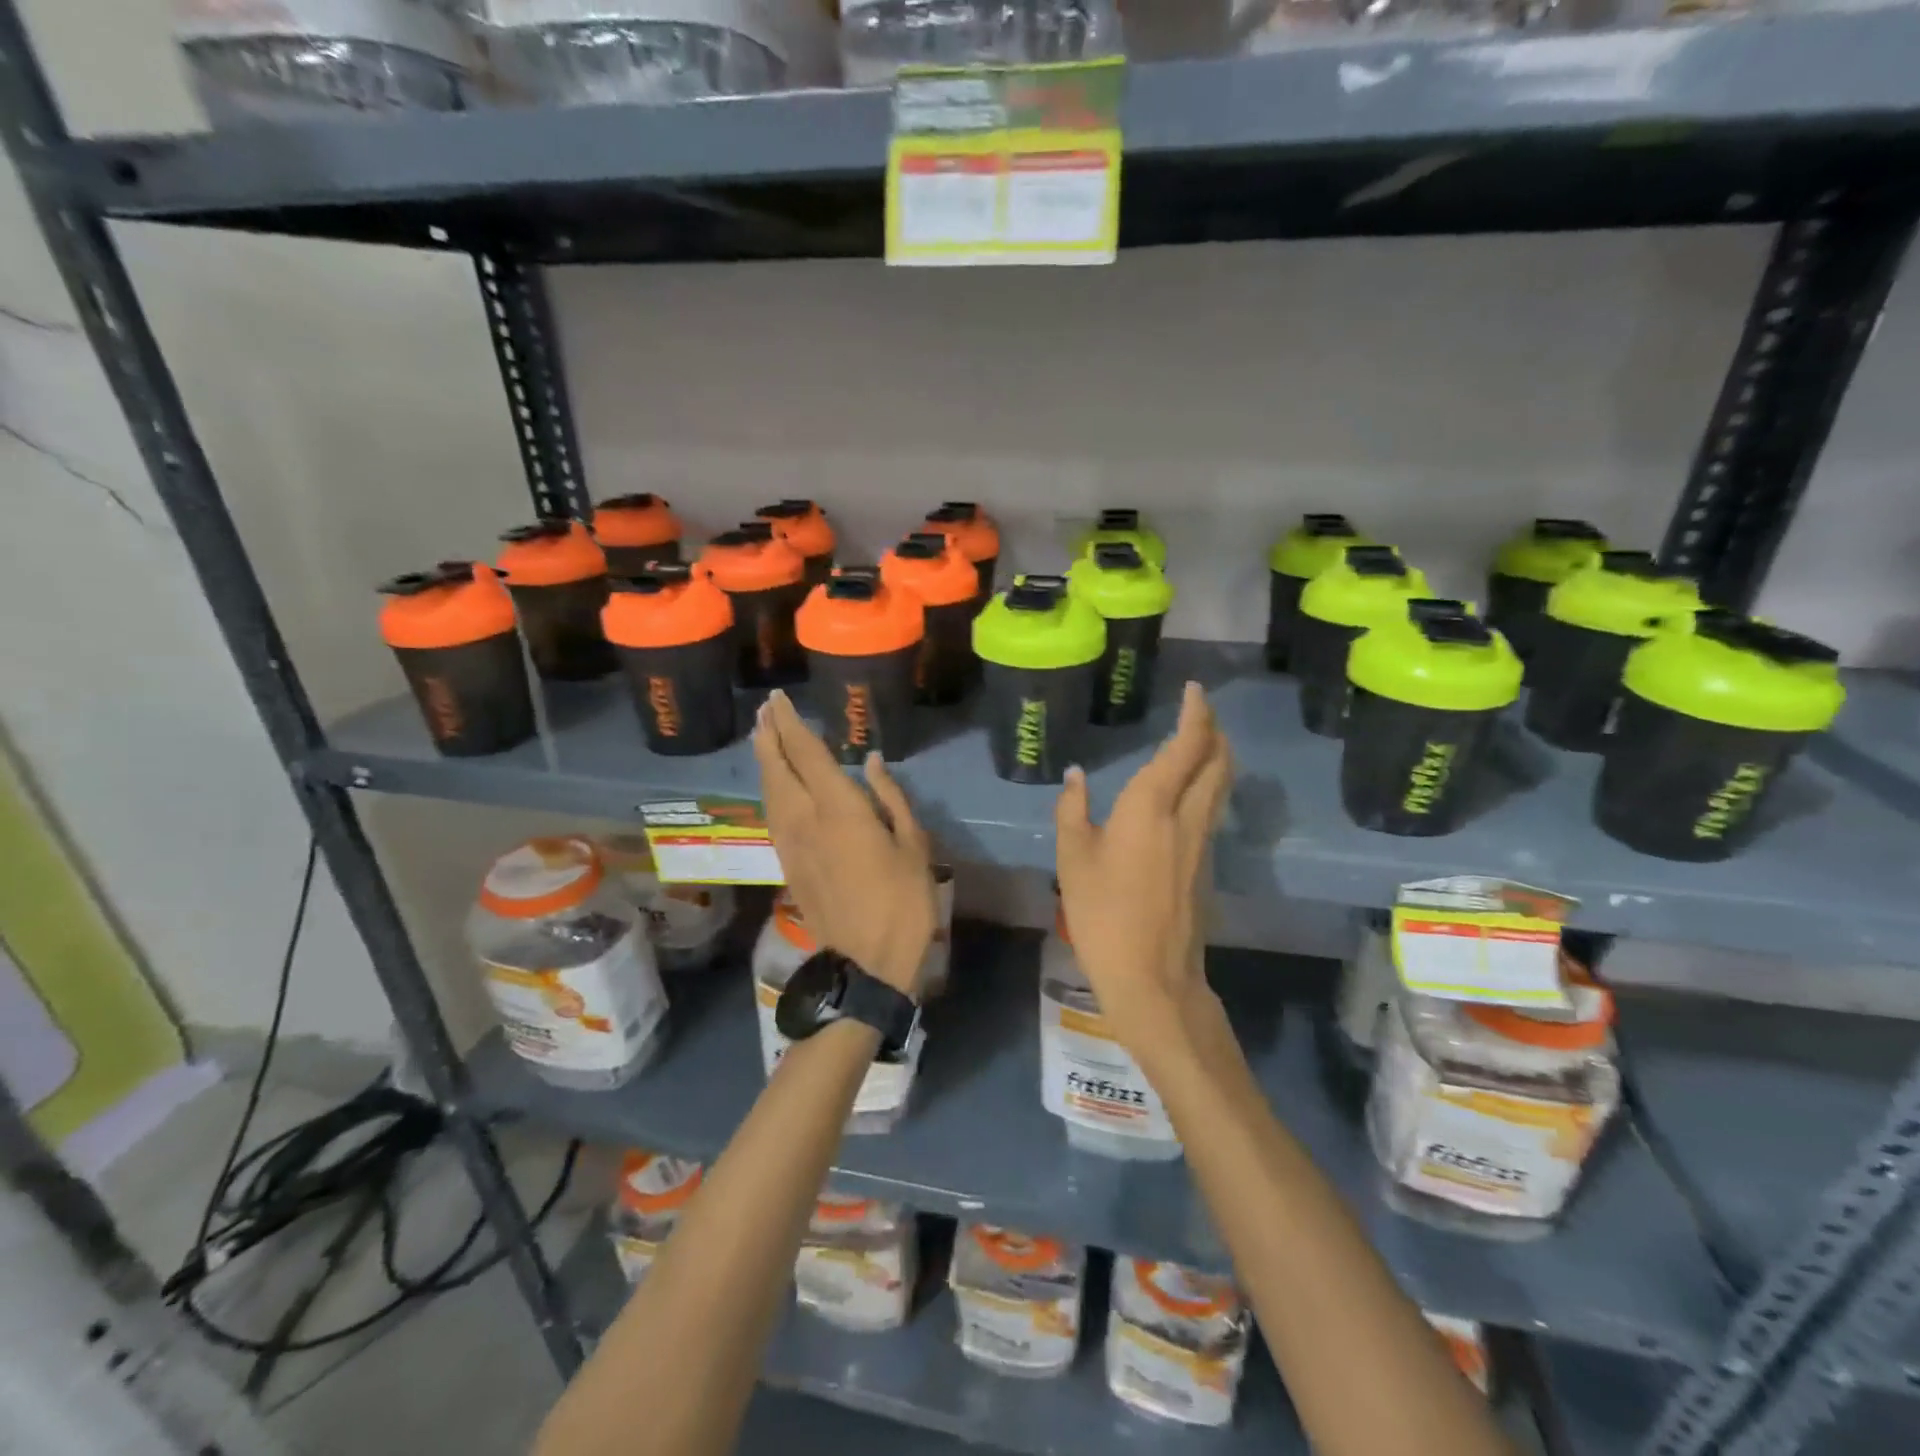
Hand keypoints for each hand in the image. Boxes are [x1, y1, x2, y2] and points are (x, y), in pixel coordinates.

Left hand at [753, 690, 937, 996]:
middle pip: (776, 768)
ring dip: (764, 761)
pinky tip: (774, 785)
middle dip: (768, 735)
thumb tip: (871, 761)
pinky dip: (769, 790)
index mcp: (839, 809)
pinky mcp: (788, 865)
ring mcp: (791, 844)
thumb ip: (890, 797)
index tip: (779, 699)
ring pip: (769, 792)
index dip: (789, 723)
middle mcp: (805, 819)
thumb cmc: (903, 901)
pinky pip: (772, 815)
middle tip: (765, 710)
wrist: (868, 962)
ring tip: (763, 737)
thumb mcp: (913, 844)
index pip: (805, 753)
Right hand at [1054, 682, 1233, 1046]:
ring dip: (1216, 756)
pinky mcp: (1205, 865)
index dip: (1195, 714)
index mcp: (1152, 806)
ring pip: (1220, 785)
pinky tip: (1187, 791)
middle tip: (1199, 711)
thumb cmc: (1103, 913)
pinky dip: (1208, 785)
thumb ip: (1072, 810)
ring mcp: (1202, 842)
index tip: (1193, 690)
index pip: (1186, 746)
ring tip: (1199, 742)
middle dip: (1214, 730)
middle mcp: (1186, 816)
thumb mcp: (1073, 859)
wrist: (1152, 975)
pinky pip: (1213, 809)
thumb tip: (1076, 776)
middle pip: (1217, 761)